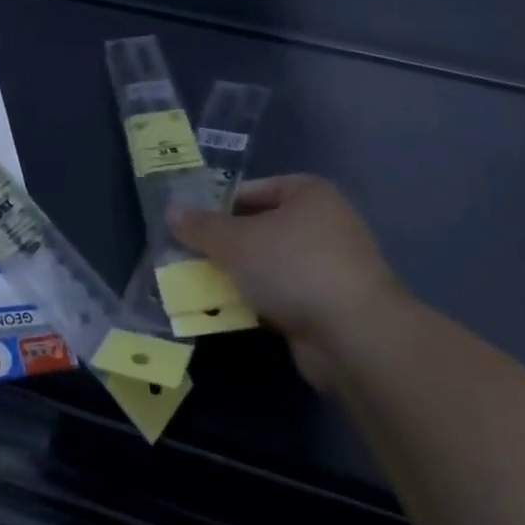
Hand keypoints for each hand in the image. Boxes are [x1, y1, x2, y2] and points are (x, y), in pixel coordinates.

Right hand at [171, 175, 402, 387]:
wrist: (353, 334)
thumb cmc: (293, 266)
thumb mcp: (235, 242)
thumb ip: (201, 227)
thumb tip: (171, 210)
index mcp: (308, 193)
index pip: (253, 190)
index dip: (218, 206)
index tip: (189, 225)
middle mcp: (324, 223)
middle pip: (261, 228)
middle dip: (226, 246)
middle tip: (188, 258)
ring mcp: (330, 266)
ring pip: (270, 265)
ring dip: (239, 277)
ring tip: (200, 287)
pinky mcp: (329, 305)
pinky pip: (282, 296)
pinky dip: (258, 303)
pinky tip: (229, 314)